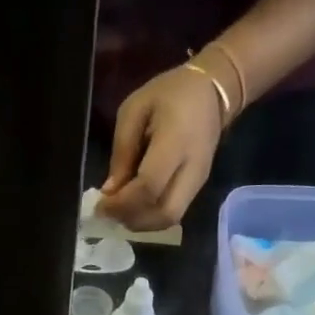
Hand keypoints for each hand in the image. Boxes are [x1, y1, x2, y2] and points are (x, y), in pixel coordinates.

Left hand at [100, 65, 225, 229]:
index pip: (149, 187)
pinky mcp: (198, 188)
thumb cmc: (170, 94)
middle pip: (165, 213)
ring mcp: (199, 182)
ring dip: (142, 223)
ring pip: (170, 218)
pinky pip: (174, 212)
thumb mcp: (135, 110)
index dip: (122, 203)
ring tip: (120, 213)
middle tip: (111, 214)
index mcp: (176, 142)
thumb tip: (109, 191)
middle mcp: (192, 168)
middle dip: (133, 220)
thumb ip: (122, 150)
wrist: (213, 91)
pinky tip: (135, 208)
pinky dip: (151, 217)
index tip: (101, 206)